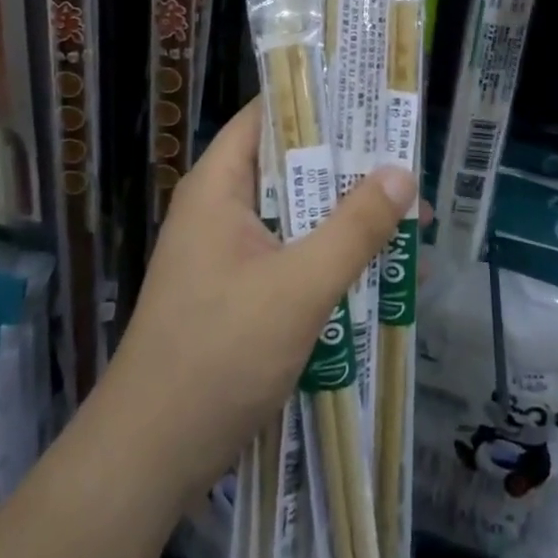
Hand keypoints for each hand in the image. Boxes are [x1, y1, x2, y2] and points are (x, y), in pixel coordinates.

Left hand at [93, 99, 413, 507]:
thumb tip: (402, 172)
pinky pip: (291, 256)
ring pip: (295, 216)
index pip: (268, 115)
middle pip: (289, 166)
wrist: (149, 458)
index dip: (318, 101)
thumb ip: (354, 228)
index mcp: (219, 186)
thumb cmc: (219, 354)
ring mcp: (226, 254)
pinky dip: (330, 257)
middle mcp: (220, 209)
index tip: (371, 98)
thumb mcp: (299, 287)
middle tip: (407, 160)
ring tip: (408, 217)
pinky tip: (378, 274)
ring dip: (345, 217)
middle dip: (348, 167)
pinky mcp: (236, 293)